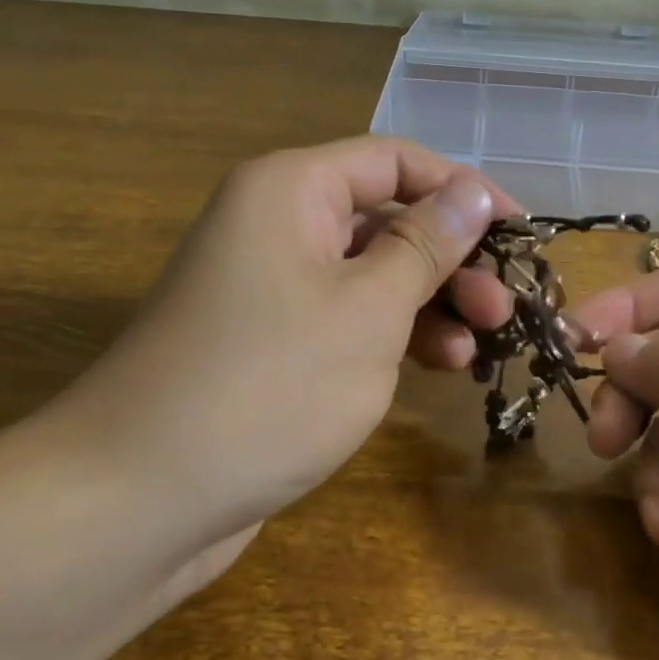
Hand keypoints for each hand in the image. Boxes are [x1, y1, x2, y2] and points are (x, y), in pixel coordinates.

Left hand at [42, 137, 513, 564]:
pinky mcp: (270, 343)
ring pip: (370, 274)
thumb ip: (426, 245)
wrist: (138, 498)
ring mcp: (270, 287)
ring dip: (429, 303)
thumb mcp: (368, 309)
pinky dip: (392, 335)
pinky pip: (346, 318)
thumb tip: (472, 192)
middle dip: (451, 259)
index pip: (396, 161)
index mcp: (291, 190)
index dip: (464, 191)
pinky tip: (433, 366)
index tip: (520, 234)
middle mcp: (276, 224)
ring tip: (477, 347)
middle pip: (386, 219)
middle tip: (503, 310)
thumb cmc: (268, 385)